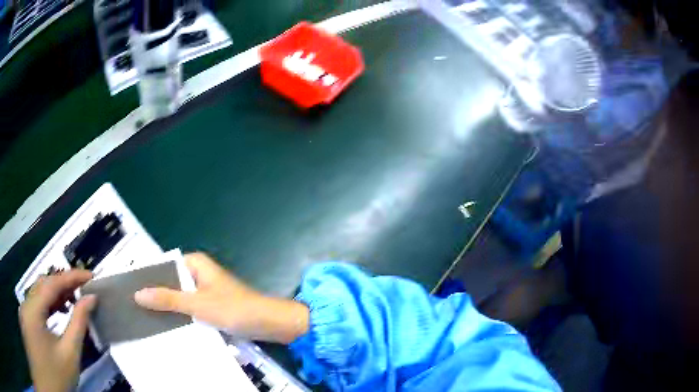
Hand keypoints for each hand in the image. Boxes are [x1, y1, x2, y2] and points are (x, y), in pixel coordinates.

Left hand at [19, 270, 96, 391]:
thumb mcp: (69, 354)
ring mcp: (25, 311)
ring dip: (56, 293)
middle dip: (63, 283)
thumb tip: (91, 299)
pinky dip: (49, 303)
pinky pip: (36, 303)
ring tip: (74, 298)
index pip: (51, 283)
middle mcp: (26, 303)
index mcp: (33, 309)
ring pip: (39, 293)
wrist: (51, 387)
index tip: (90, 275)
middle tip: (83, 287)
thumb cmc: (57, 376)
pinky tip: (59, 310)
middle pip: (43, 284)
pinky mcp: (26, 319)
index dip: (71, 276)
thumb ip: (78, 324)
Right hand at [134, 252, 308, 342]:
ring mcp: (205, 290)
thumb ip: (168, 299)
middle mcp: (199, 273)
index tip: (129, 287)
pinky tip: (166, 325)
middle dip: (156, 293)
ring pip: (180, 296)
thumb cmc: (233, 308)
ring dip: (167, 306)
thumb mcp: (197, 304)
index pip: (164, 265)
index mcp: (196, 263)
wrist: (268, 323)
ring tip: (144, 316)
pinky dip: (180, 314)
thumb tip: (138, 293)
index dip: (148, 276)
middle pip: (171, 281)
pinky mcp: (211, 305)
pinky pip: (190, 307)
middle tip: (133, 305)